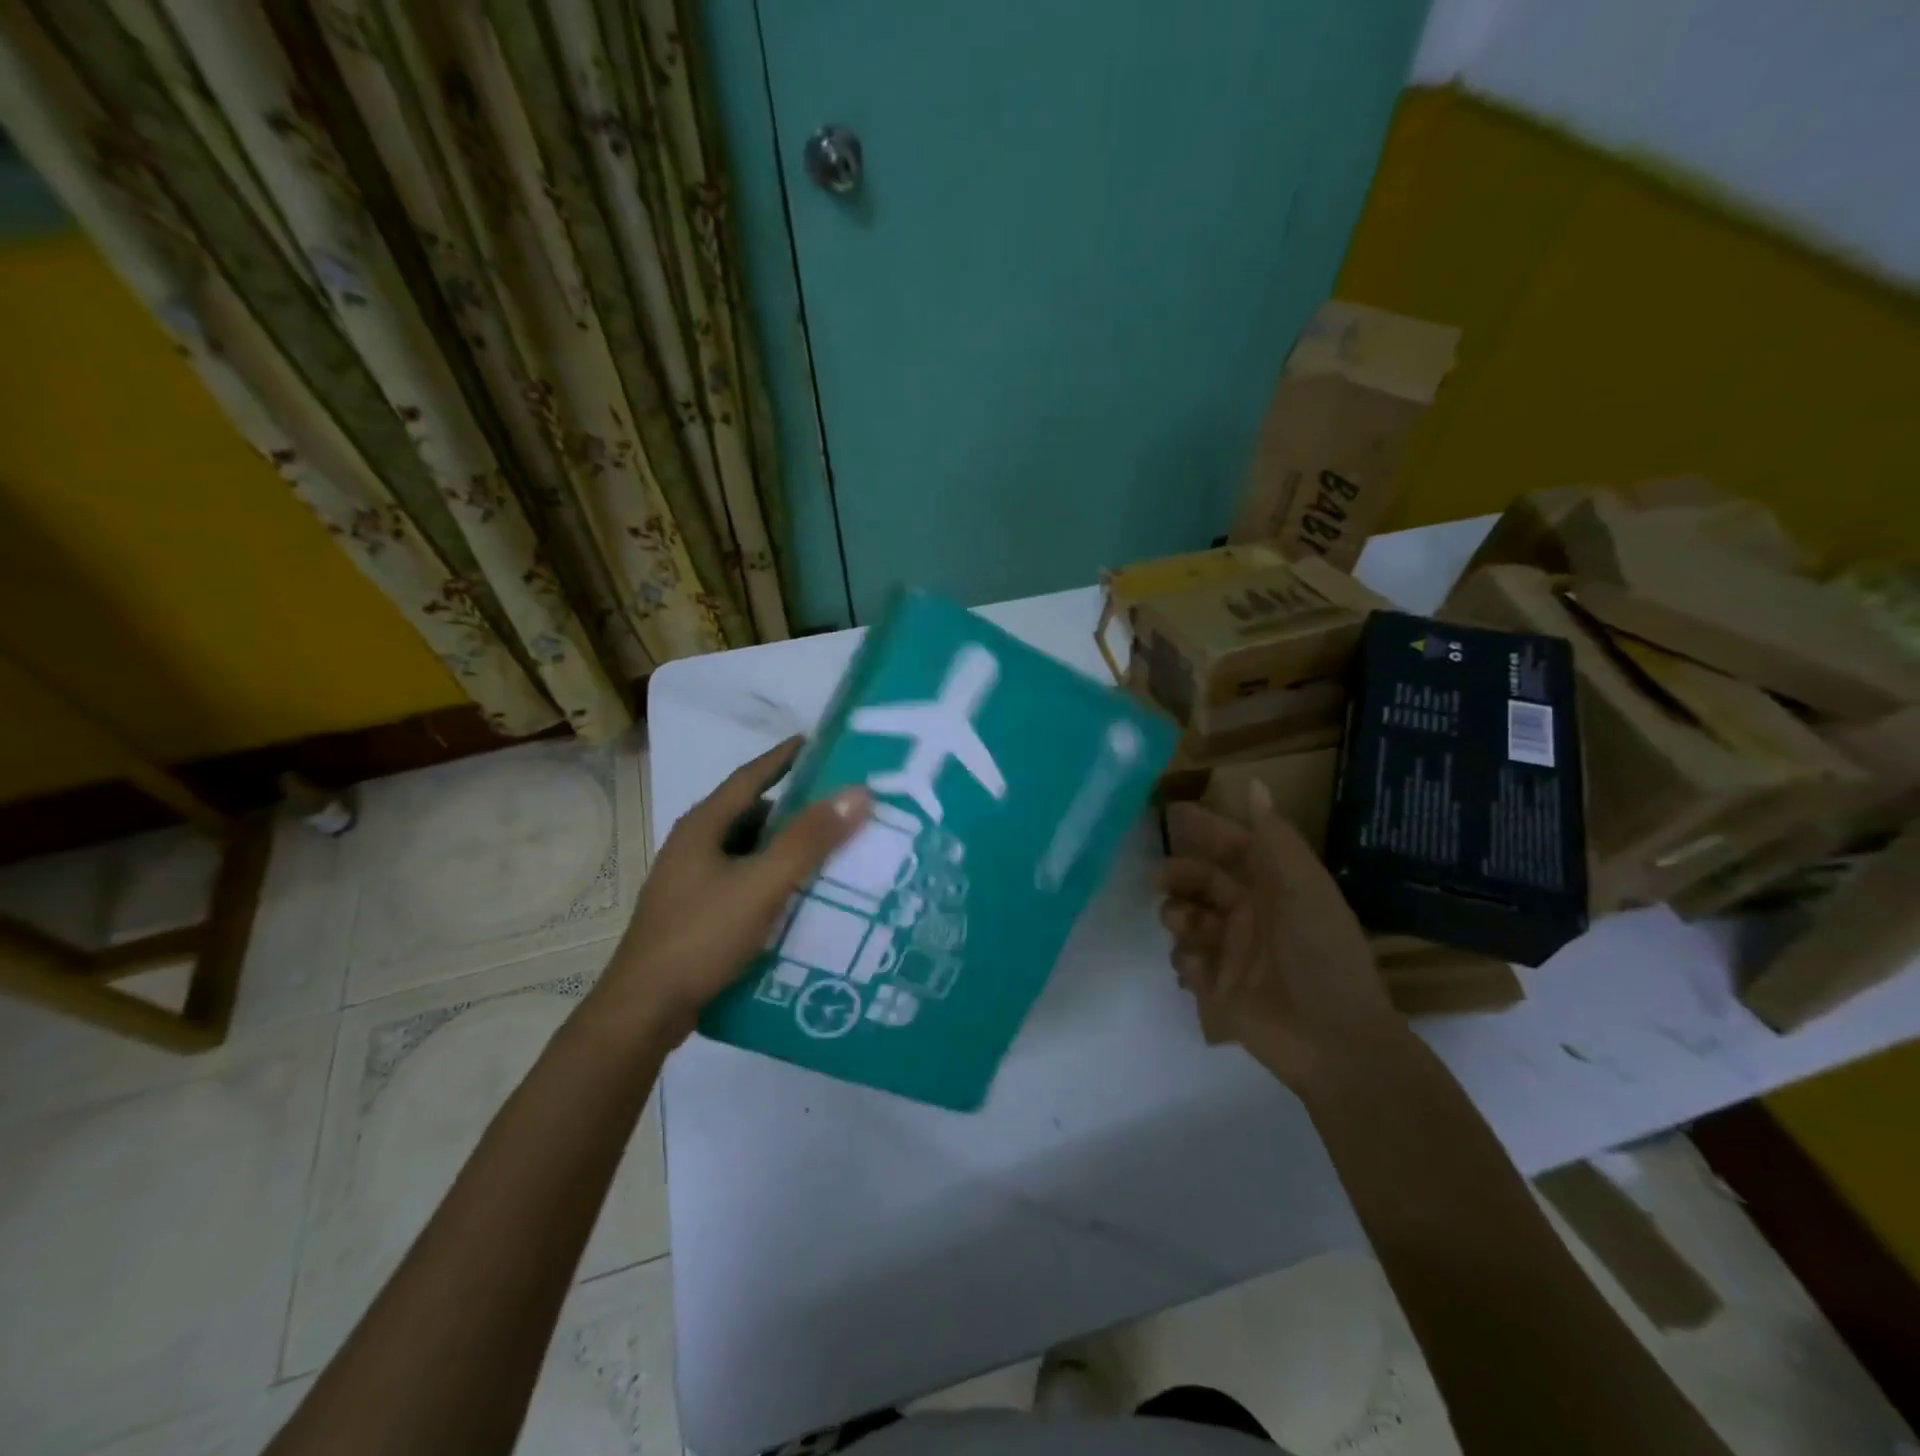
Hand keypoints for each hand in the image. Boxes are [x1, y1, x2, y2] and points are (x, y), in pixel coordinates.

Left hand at [590, 737, 870, 1043]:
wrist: (644, 1011)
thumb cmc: (702, 936)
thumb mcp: (763, 883)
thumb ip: (809, 839)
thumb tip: (857, 792)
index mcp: (703, 826)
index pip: (750, 776)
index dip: (785, 757)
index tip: (820, 744)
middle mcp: (693, 846)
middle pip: (752, 814)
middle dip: (795, 808)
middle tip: (841, 807)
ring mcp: (691, 882)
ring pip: (748, 852)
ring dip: (785, 848)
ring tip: (831, 851)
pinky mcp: (695, 913)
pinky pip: (744, 882)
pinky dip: (773, 879)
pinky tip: (799, 896)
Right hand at [1158, 780, 1400, 1090]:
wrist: (1332, 1040)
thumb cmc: (1321, 954)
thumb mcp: (1303, 887)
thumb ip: (1274, 837)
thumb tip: (1254, 782)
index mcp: (1276, 888)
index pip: (1236, 849)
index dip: (1208, 831)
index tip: (1172, 816)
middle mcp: (1252, 915)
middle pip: (1204, 882)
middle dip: (1180, 875)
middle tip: (1159, 878)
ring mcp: (1234, 953)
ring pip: (1188, 920)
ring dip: (1179, 918)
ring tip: (1184, 928)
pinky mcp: (1219, 989)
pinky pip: (1187, 963)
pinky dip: (1186, 962)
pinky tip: (1199, 970)